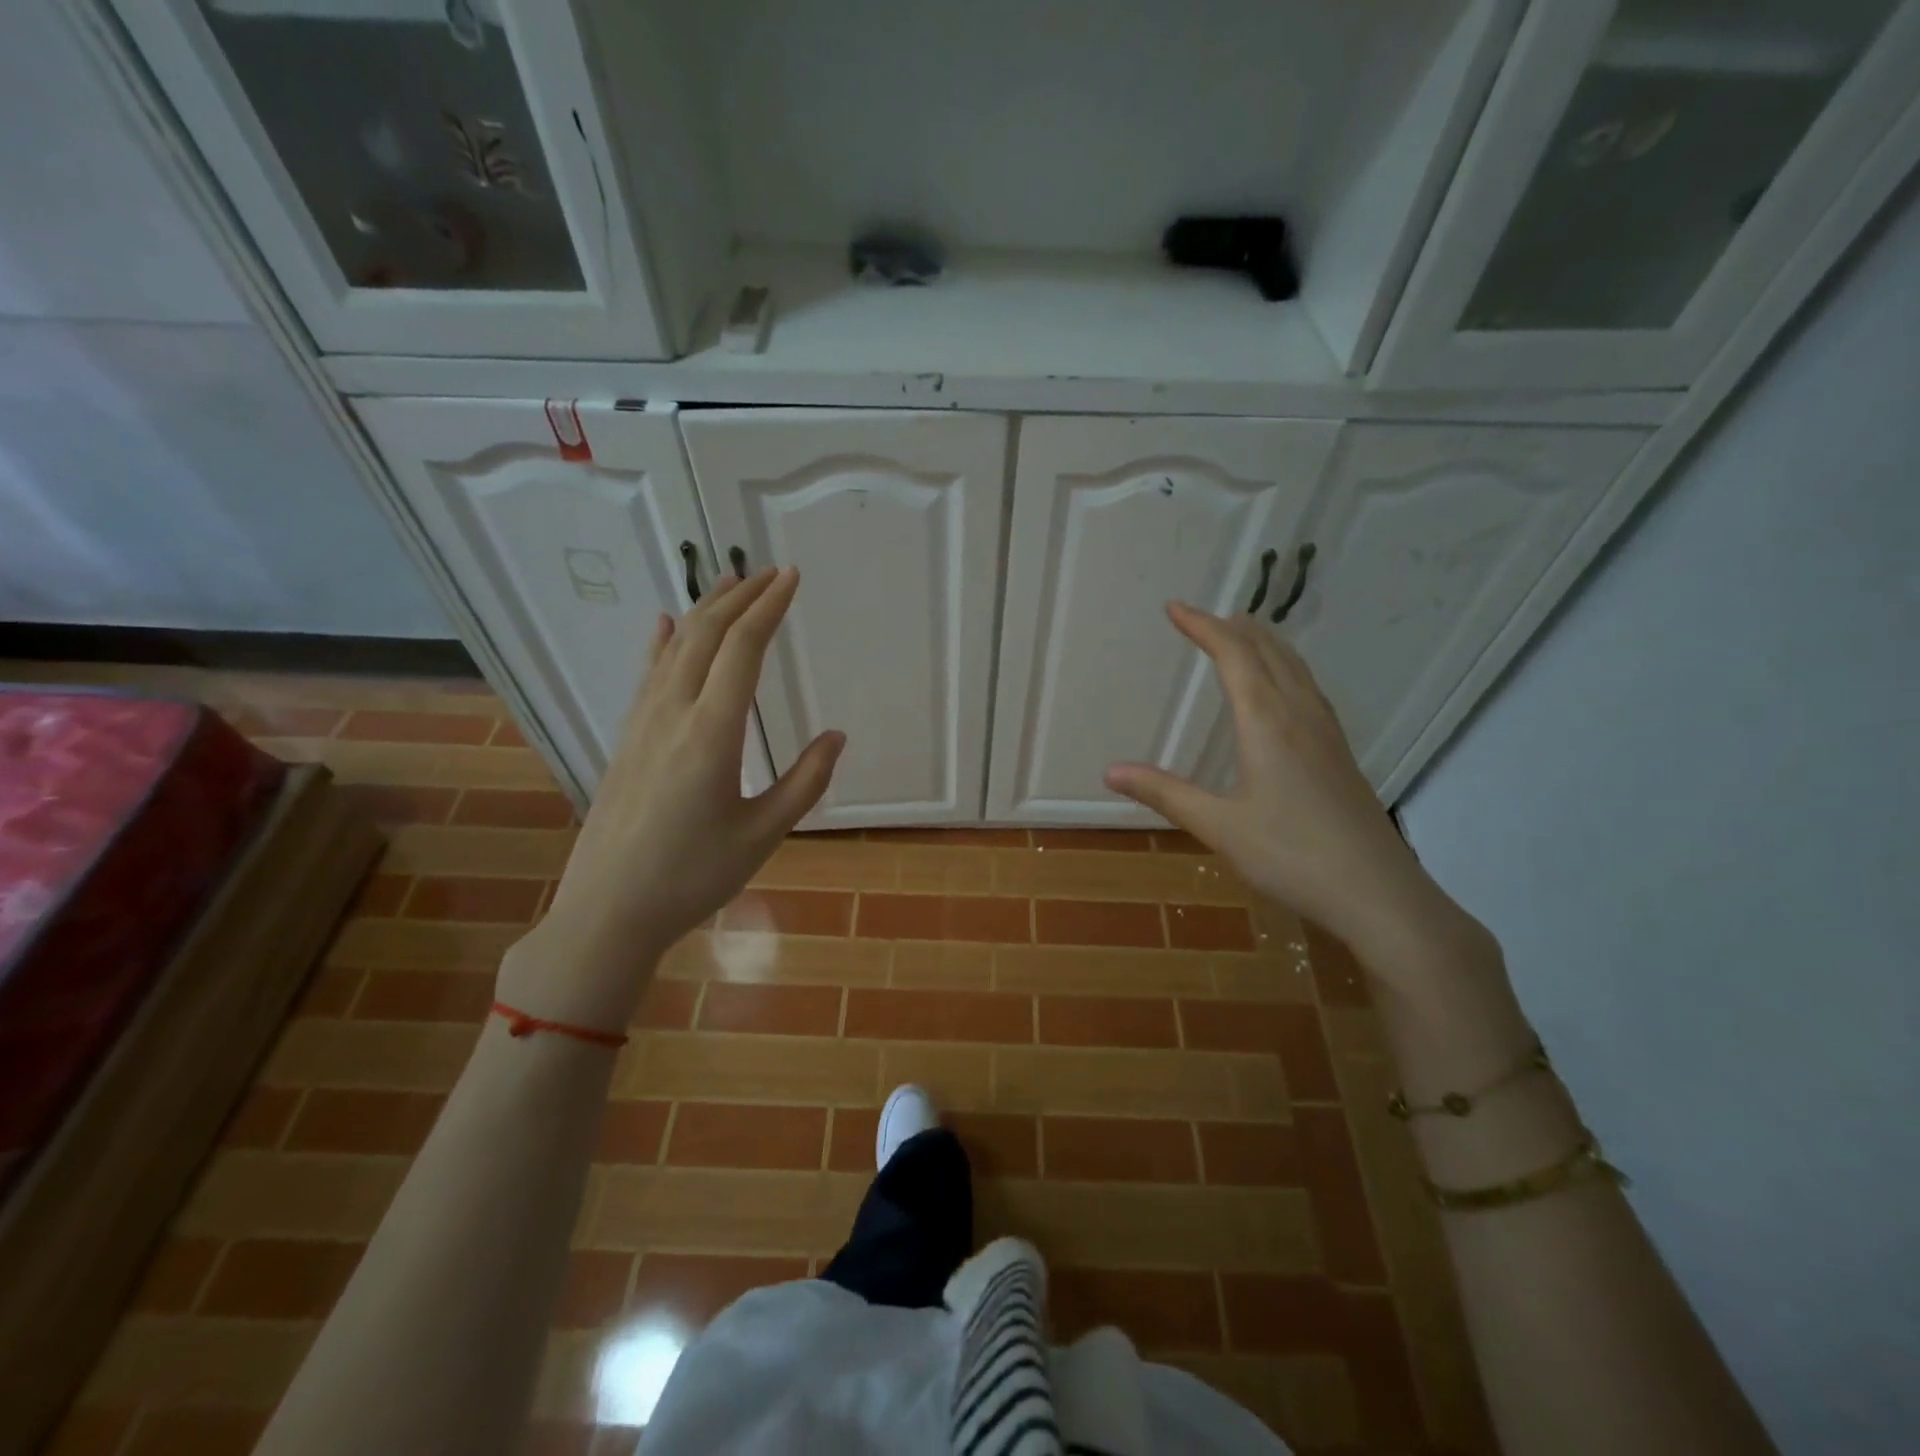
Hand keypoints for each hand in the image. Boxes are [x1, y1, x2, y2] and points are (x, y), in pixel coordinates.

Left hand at [501, 569, 842, 1031]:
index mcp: (712, 733)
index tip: (791, 577)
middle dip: (740, 596)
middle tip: (770, 572)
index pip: (743, 649)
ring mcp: (642, 723)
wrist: (607, 911)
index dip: (769, 607)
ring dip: (706, 610)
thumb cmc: (692, 877)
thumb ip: (805, 781)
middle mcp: (673, 713)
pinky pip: (648, 674)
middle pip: (707, 635)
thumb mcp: (763, 834)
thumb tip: (836, 737)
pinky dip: (663, 642)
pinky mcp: (627, 738)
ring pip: (676, 647)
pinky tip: (666, 624)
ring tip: (731, 585)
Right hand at [1104, 602, 1465, 979]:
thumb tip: (1110, 770)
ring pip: (1295, 668)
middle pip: (1269, 652)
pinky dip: (1284, 669)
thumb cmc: (1292, 857)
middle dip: (1232, 627)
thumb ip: (1165, 793)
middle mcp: (1300, 715)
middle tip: (1201, 617)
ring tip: (1239, 635)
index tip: (1174, 608)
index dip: (1203, 626)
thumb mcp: (1219, 827)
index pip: (1234, 655)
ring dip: (1263, 644)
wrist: (1378, 894)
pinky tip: (1281, 690)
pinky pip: (1308, 689)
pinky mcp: (1339, 754)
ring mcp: (1326, 733)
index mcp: (1268, 722)